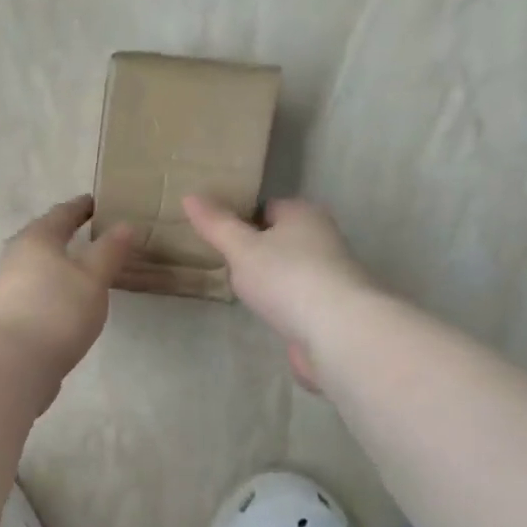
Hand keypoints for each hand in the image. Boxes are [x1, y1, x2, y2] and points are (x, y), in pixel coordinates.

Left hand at [0, 195, 135, 388]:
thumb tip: (124, 225)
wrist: (15, 361)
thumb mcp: (93, 277)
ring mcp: (8, 286)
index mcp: (38, 237)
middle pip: (44, 238)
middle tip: (92, 234)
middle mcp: (17, 256)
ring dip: (59, 263)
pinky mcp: (9, 313)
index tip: (98, 203)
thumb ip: (109, 251)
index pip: (63, 213)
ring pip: (38, 265)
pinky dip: (52, 287)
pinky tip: (66, 300)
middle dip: (66, 235)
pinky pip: (36, 289)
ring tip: (83, 269)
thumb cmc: (58, 309)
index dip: (82, 207)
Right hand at [182, 195, 372, 391]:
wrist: (337, 330)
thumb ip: (216, 225)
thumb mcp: (241, 248)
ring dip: (270, 279)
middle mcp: (323, 238)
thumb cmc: (286, 277)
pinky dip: (282, 303)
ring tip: (241, 292)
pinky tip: (266, 314)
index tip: (217, 235)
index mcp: (304, 214)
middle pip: (281, 238)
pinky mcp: (330, 307)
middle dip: (256, 250)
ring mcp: (330, 274)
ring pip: (290, 269)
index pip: (268, 206)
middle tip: (224, 264)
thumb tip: (190, 196)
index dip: (242, 217)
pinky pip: (297, 297)